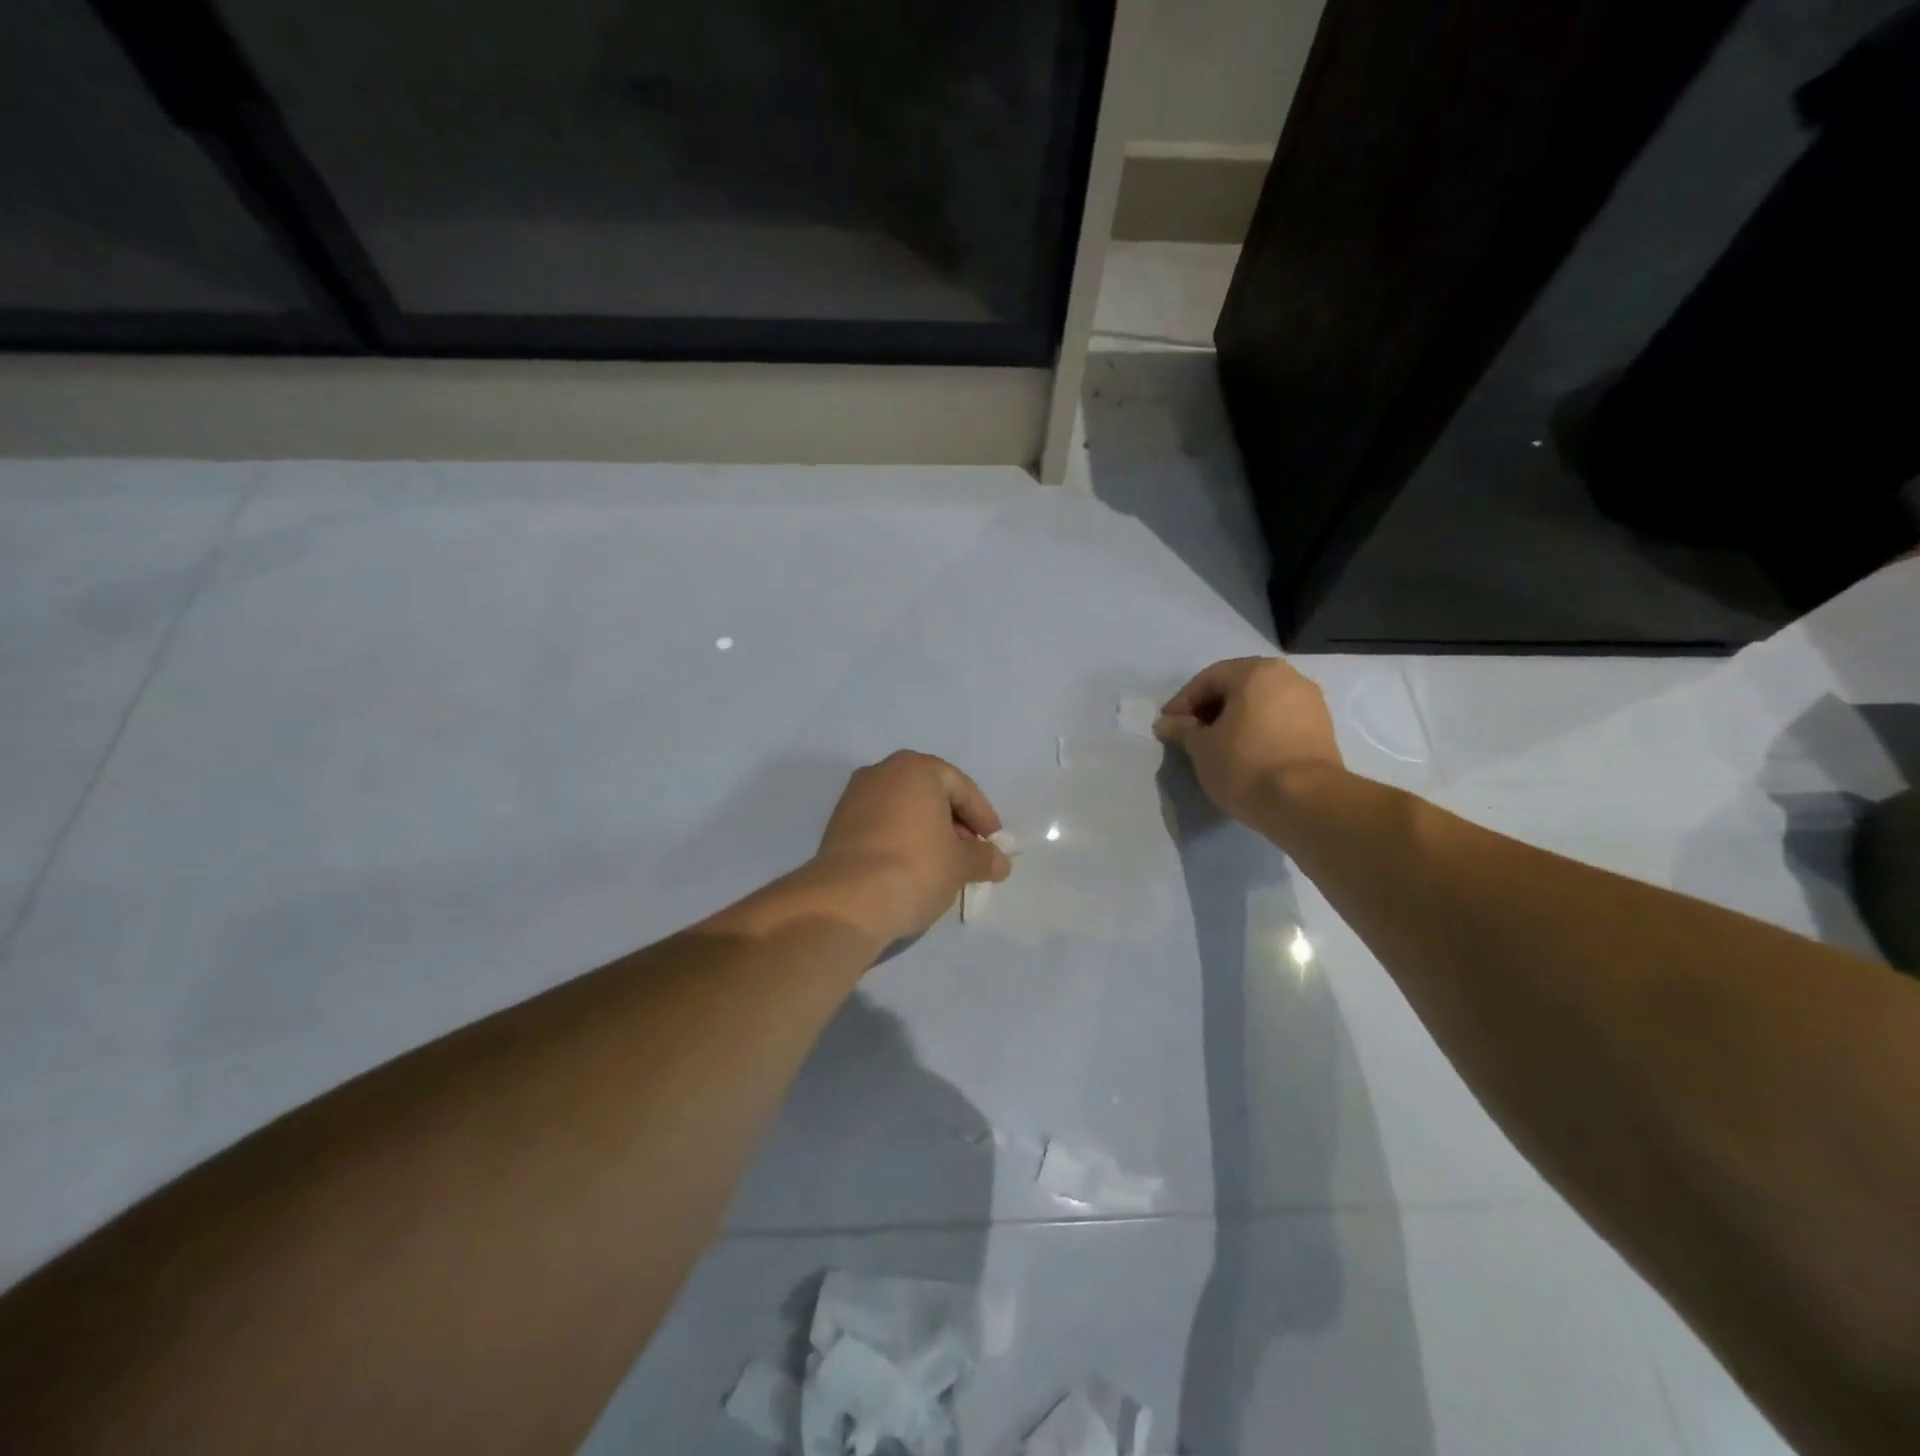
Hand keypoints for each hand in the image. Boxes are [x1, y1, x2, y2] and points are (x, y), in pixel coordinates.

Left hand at [813, 751, 1012, 943]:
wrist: (848, 901)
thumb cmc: (916, 868)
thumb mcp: (961, 865)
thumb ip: (985, 858)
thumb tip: (1000, 862)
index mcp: (915, 769)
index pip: (960, 787)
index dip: (982, 817)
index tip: (994, 843)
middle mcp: (881, 772)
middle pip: (930, 795)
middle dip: (954, 823)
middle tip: (969, 855)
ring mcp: (854, 798)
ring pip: (903, 811)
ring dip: (926, 833)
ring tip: (941, 866)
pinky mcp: (837, 825)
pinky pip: (880, 826)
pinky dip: (900, 841)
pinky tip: (910, 870)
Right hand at [1154, 657, 1344, 825]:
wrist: (1306, 802)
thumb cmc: (1245, 764)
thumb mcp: (1202, 748)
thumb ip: (1182, 729)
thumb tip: (1166, 723)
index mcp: (1256, 672)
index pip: (1208, 679)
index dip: (1183, 702)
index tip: (1168, 725)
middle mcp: (1288, 677)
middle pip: (1238, 687)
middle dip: (1211, 709)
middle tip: (1190, 734)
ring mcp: (1311, 702)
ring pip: (1261, 704)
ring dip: (1235, 720)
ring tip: (1217, 746)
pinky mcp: (1323, 728)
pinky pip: (1280, 720)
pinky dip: (1258, 730)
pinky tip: (1245, 753)